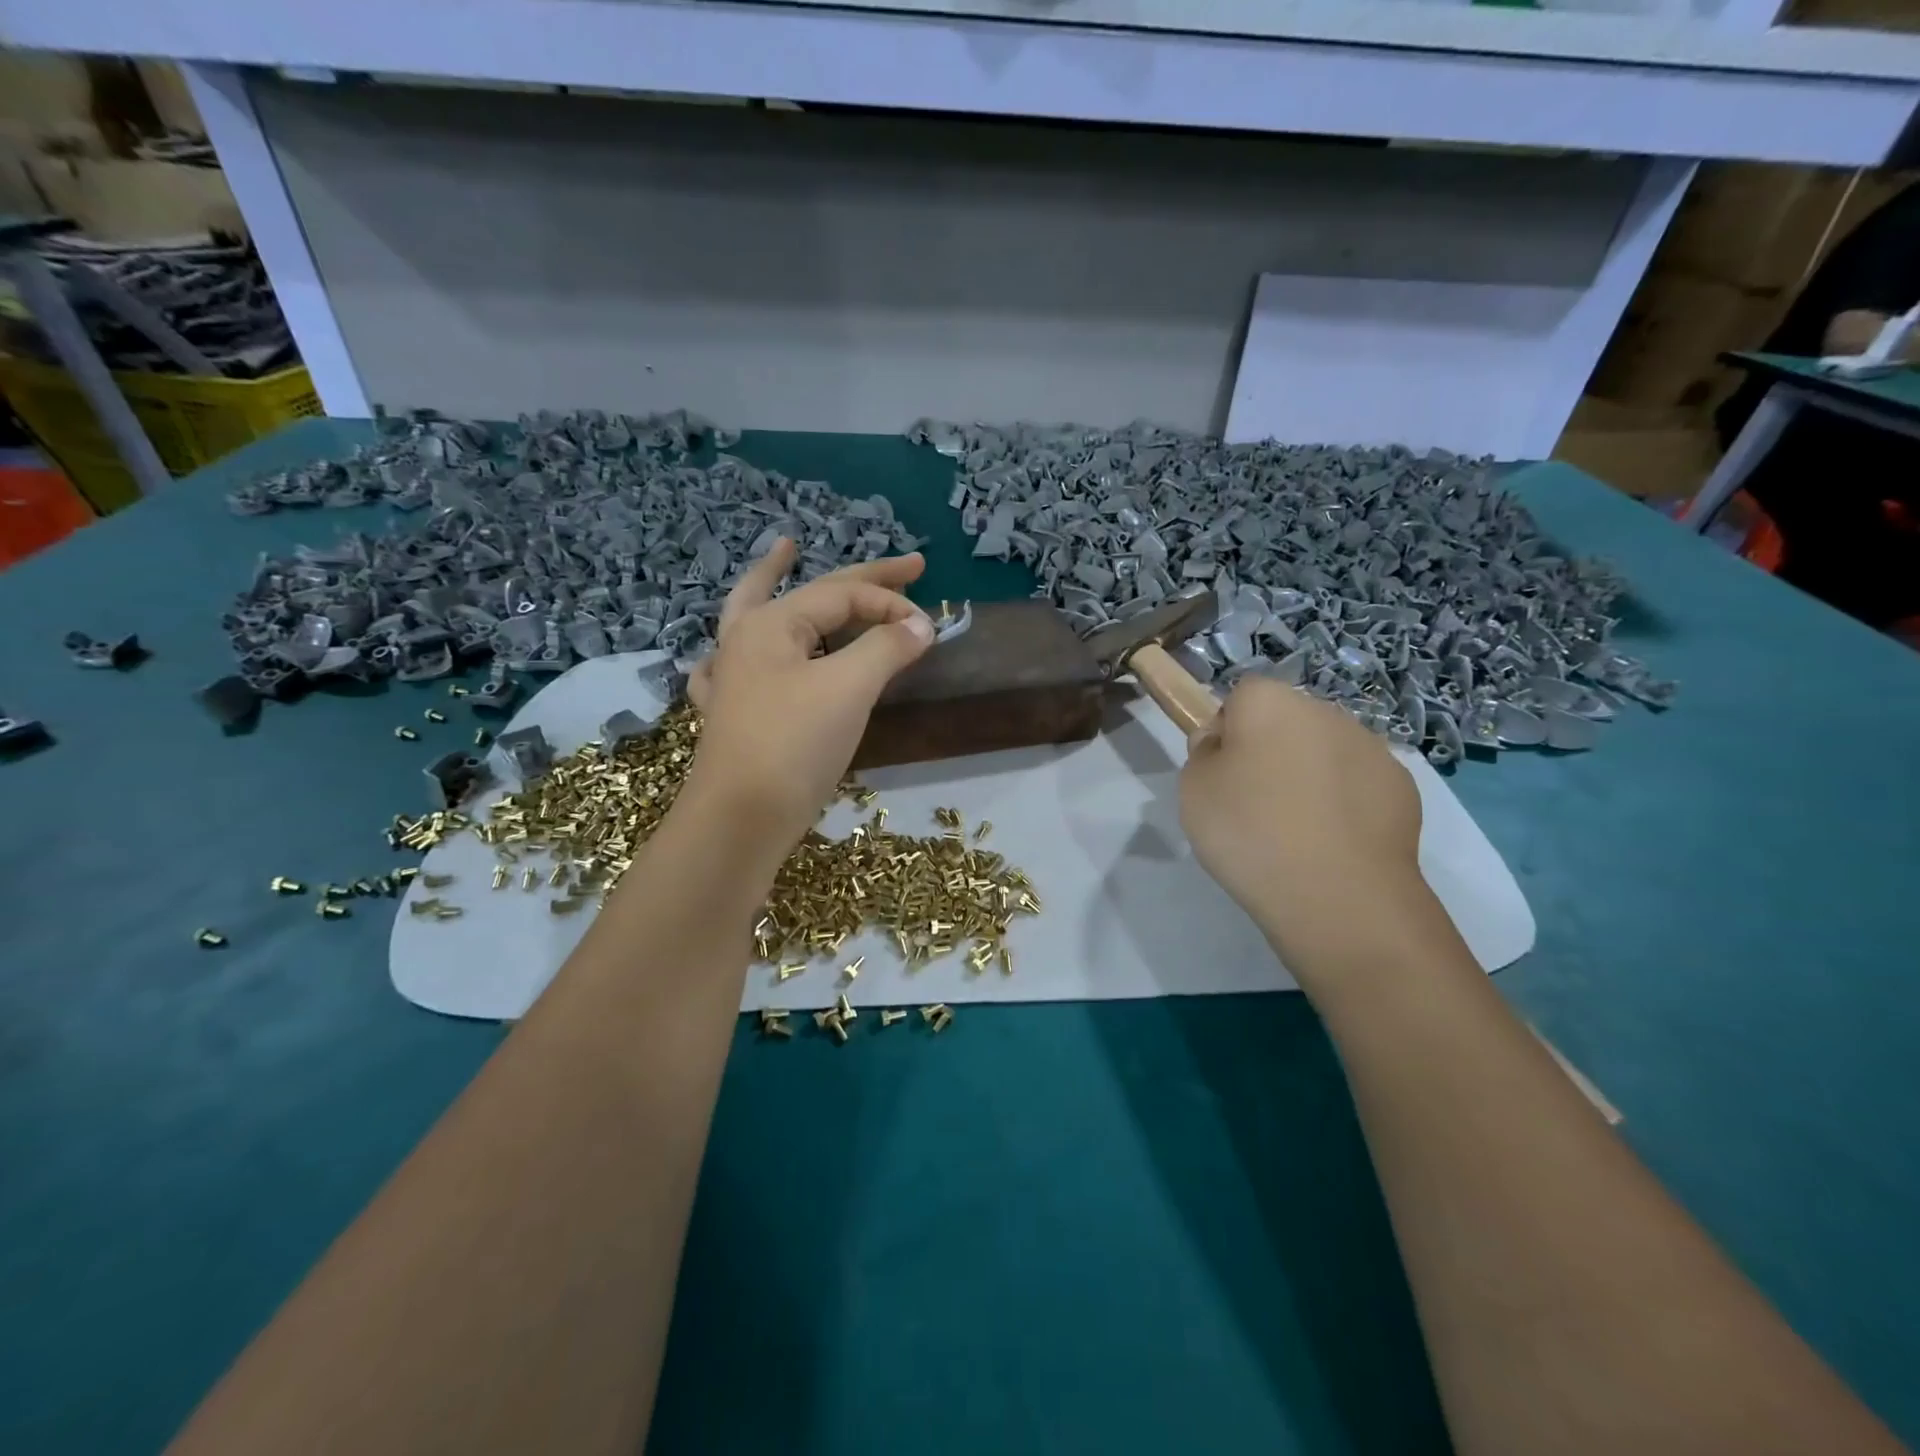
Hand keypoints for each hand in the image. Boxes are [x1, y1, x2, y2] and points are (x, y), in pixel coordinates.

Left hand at [680, 539, 934, 854]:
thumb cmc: (793, 745)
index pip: (844, 596)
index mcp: (772, 624)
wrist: (740, 820)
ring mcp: (732, 676)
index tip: (930, 628)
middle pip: (812, 593)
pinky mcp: (730, 714)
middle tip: (911, 562)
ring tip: (787, 552)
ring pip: (757, 613)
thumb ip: (886, 647)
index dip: (891, 603)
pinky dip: (741, 647)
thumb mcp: (849, 688)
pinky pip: (733, 664)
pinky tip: (734, 650)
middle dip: (864, 578)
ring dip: (775, 581)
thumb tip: (921, 623)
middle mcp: (746, 640)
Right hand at [1180, 678, 1427, 987]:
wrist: (1339, 894)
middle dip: (1271, 752)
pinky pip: (1358, 786)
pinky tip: (1332, 843)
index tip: (1221, 774)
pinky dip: (1344, 805)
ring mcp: (1371, 747)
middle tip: (1254, 804)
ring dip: (1310, 776)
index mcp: (1269, 702)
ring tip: (1296, 831)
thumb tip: (1224, 742)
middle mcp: (1324, 711)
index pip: (1240, 697)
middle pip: (1286, 722)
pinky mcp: (1403, 787)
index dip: (1227, 733)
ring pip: (1325, 753)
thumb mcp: (1193, 789)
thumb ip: (1204, 753)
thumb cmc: (1250, 831)